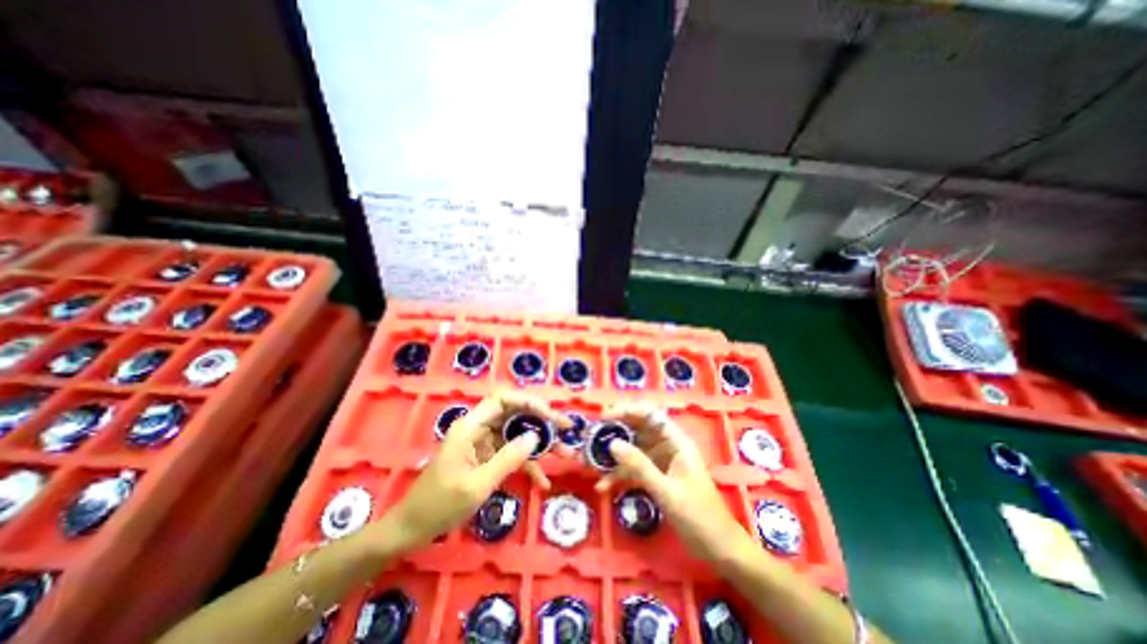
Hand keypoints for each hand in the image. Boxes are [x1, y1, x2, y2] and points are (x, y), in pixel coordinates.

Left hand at [384, 392, 567, 549]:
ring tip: (566, 453)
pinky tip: (543, 481)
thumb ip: (508, 458)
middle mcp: (479, 429)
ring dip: (541, 444)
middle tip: (567, 428)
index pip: (503, 399)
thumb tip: (535, 436)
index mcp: (471, 426)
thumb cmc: (439, 505)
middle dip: (542, 420)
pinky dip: (527, 465)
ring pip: (518, 434)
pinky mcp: (487, 458)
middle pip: (515, 414)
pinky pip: (512, 455)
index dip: (528, 402)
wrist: (411, 529)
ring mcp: (484, 444)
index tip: (550, 416)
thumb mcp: (477, 484)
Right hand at [597, 406, 758, 566]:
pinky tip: (603, 485)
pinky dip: (619, 475)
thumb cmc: (699, 516)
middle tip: (592, 435)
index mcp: (676, 441)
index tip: (605, 416)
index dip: (628, 410)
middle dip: (615, 430)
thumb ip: (640, 466)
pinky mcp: (655, 477)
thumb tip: (612, 443)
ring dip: (613, 455)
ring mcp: (660, 462)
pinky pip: (633, 469)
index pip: (650, 414)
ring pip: (632, 449)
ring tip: (591, 461)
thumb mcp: (667, 491)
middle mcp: (667, 446)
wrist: (718, 548)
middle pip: (638, 428)